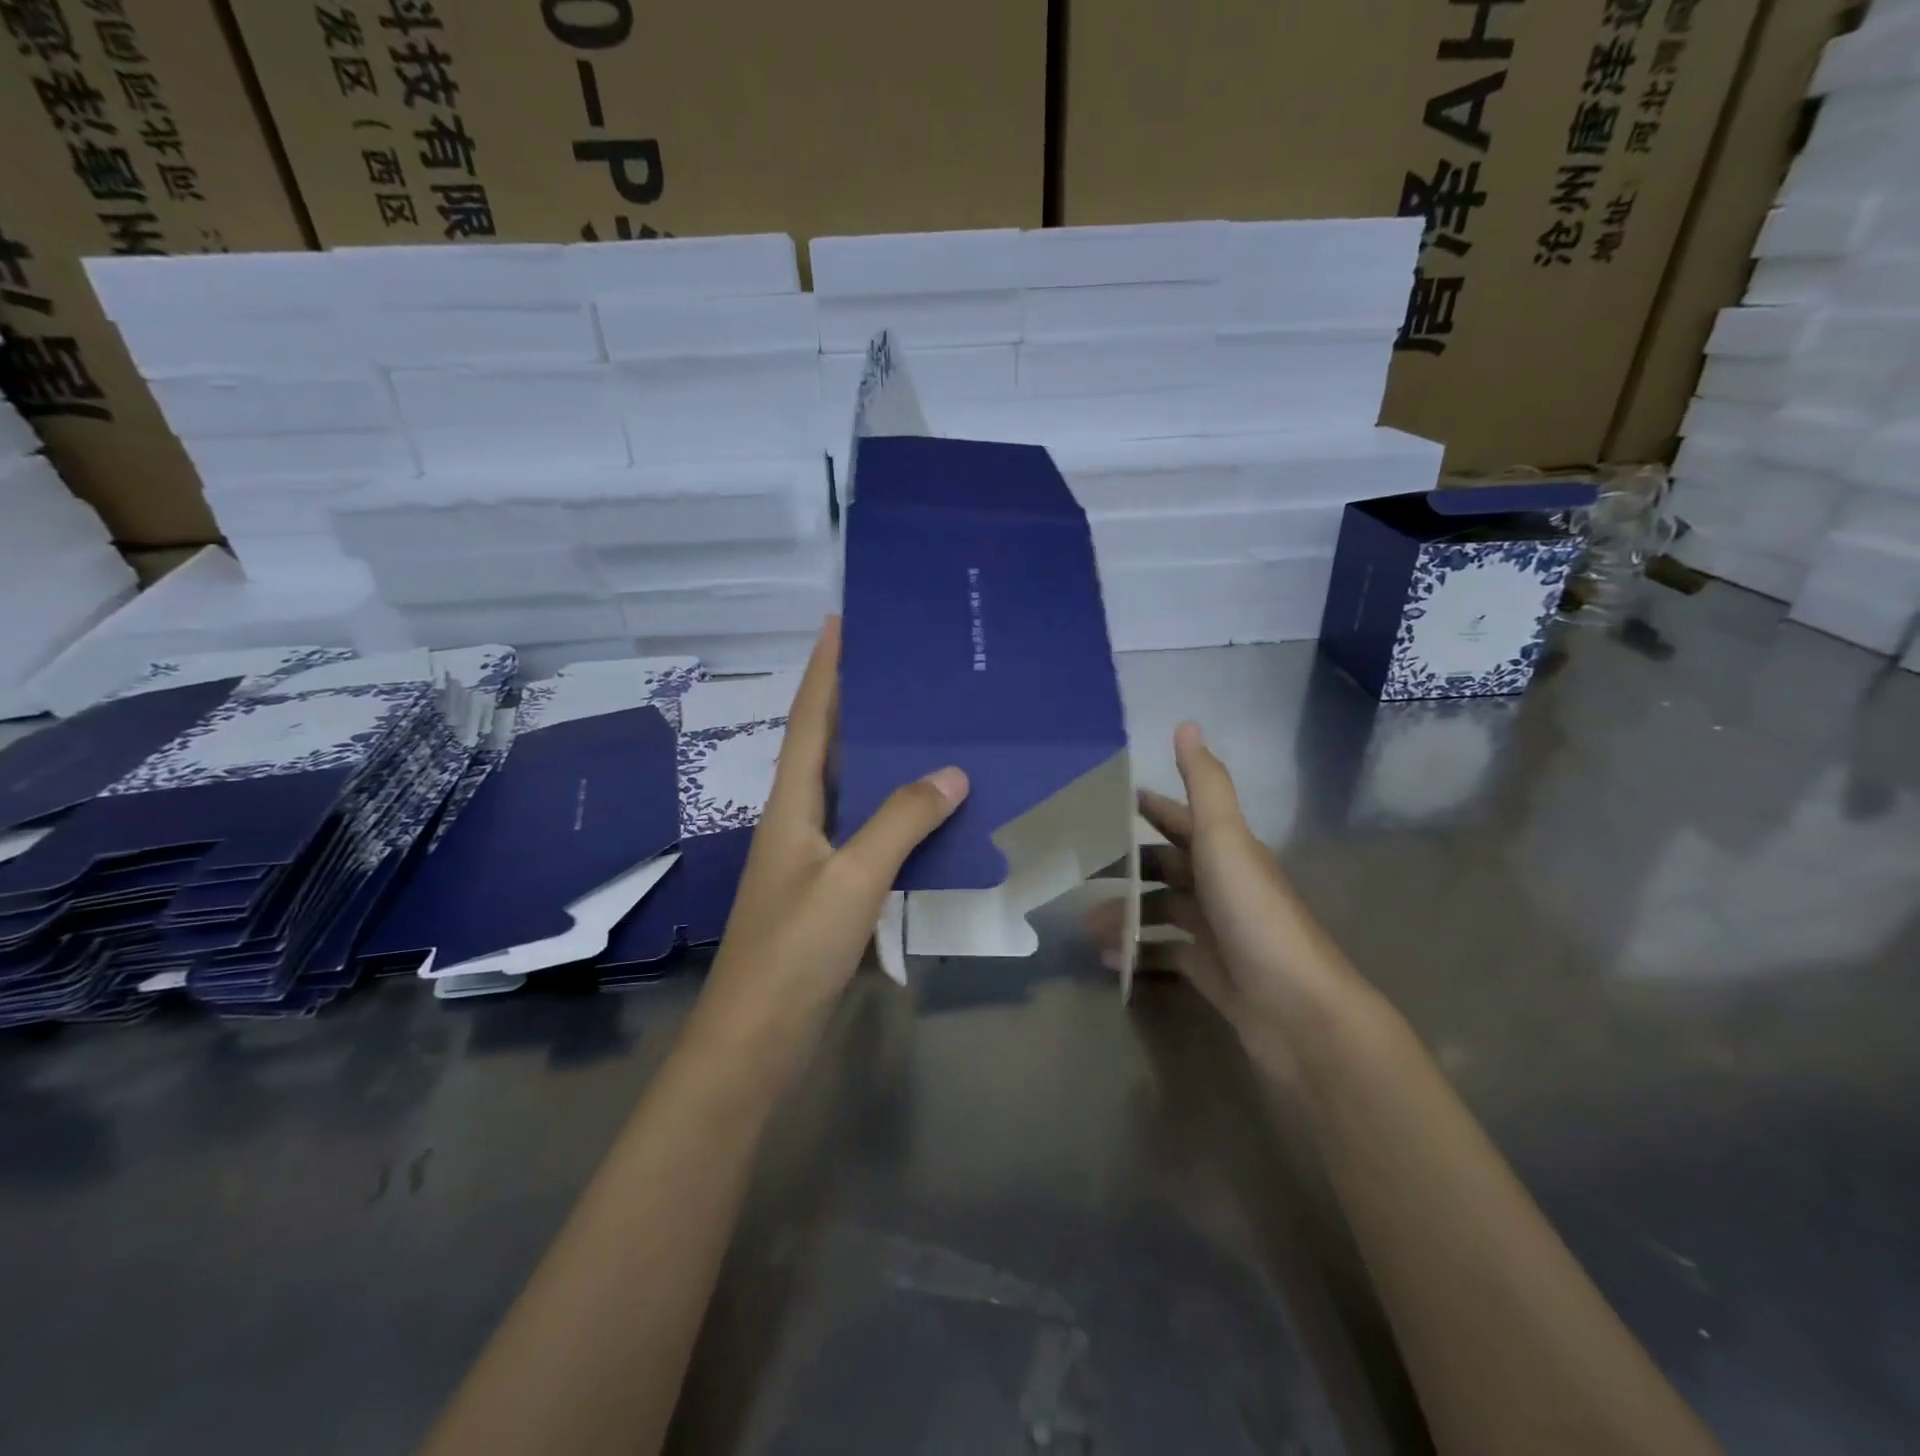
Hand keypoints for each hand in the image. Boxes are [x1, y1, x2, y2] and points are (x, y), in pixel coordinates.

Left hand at [693, 617, 968, 1056]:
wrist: (757, 1039)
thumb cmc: (794, 950)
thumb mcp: (851, 878)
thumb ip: (900, 822)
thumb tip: (951, 771)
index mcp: (790, 805)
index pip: (809, 721)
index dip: (824, 670)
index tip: (840, 623)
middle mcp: (797, 821)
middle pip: (826, 748)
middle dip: (855, 703)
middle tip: (900, 669)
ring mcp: (811, 859)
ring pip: (849, 791)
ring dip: (878, 758)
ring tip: (922, 726)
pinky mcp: (828, 892)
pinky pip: (866, 833)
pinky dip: (894, 813)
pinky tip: (927, 812)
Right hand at [1087, 723, 1358, 1073]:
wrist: (1298, 1010)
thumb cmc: (1254, 914)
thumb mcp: (1225, 839)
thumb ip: (1205, 784)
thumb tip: (1187, 723)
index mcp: (1227, 852)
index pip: (1182, 820)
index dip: (1151, 809)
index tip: (1108, 804)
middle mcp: (1224, 887)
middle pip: (1167, 868)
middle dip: (1126, 867)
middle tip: (1079, 872)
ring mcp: (1219, 933)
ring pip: (1163, 912)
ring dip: (1126, 914)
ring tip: (1085, 926)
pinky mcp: (1214, 974)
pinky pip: (1167, 955)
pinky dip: (1139, 953)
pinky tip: (1110, 961)